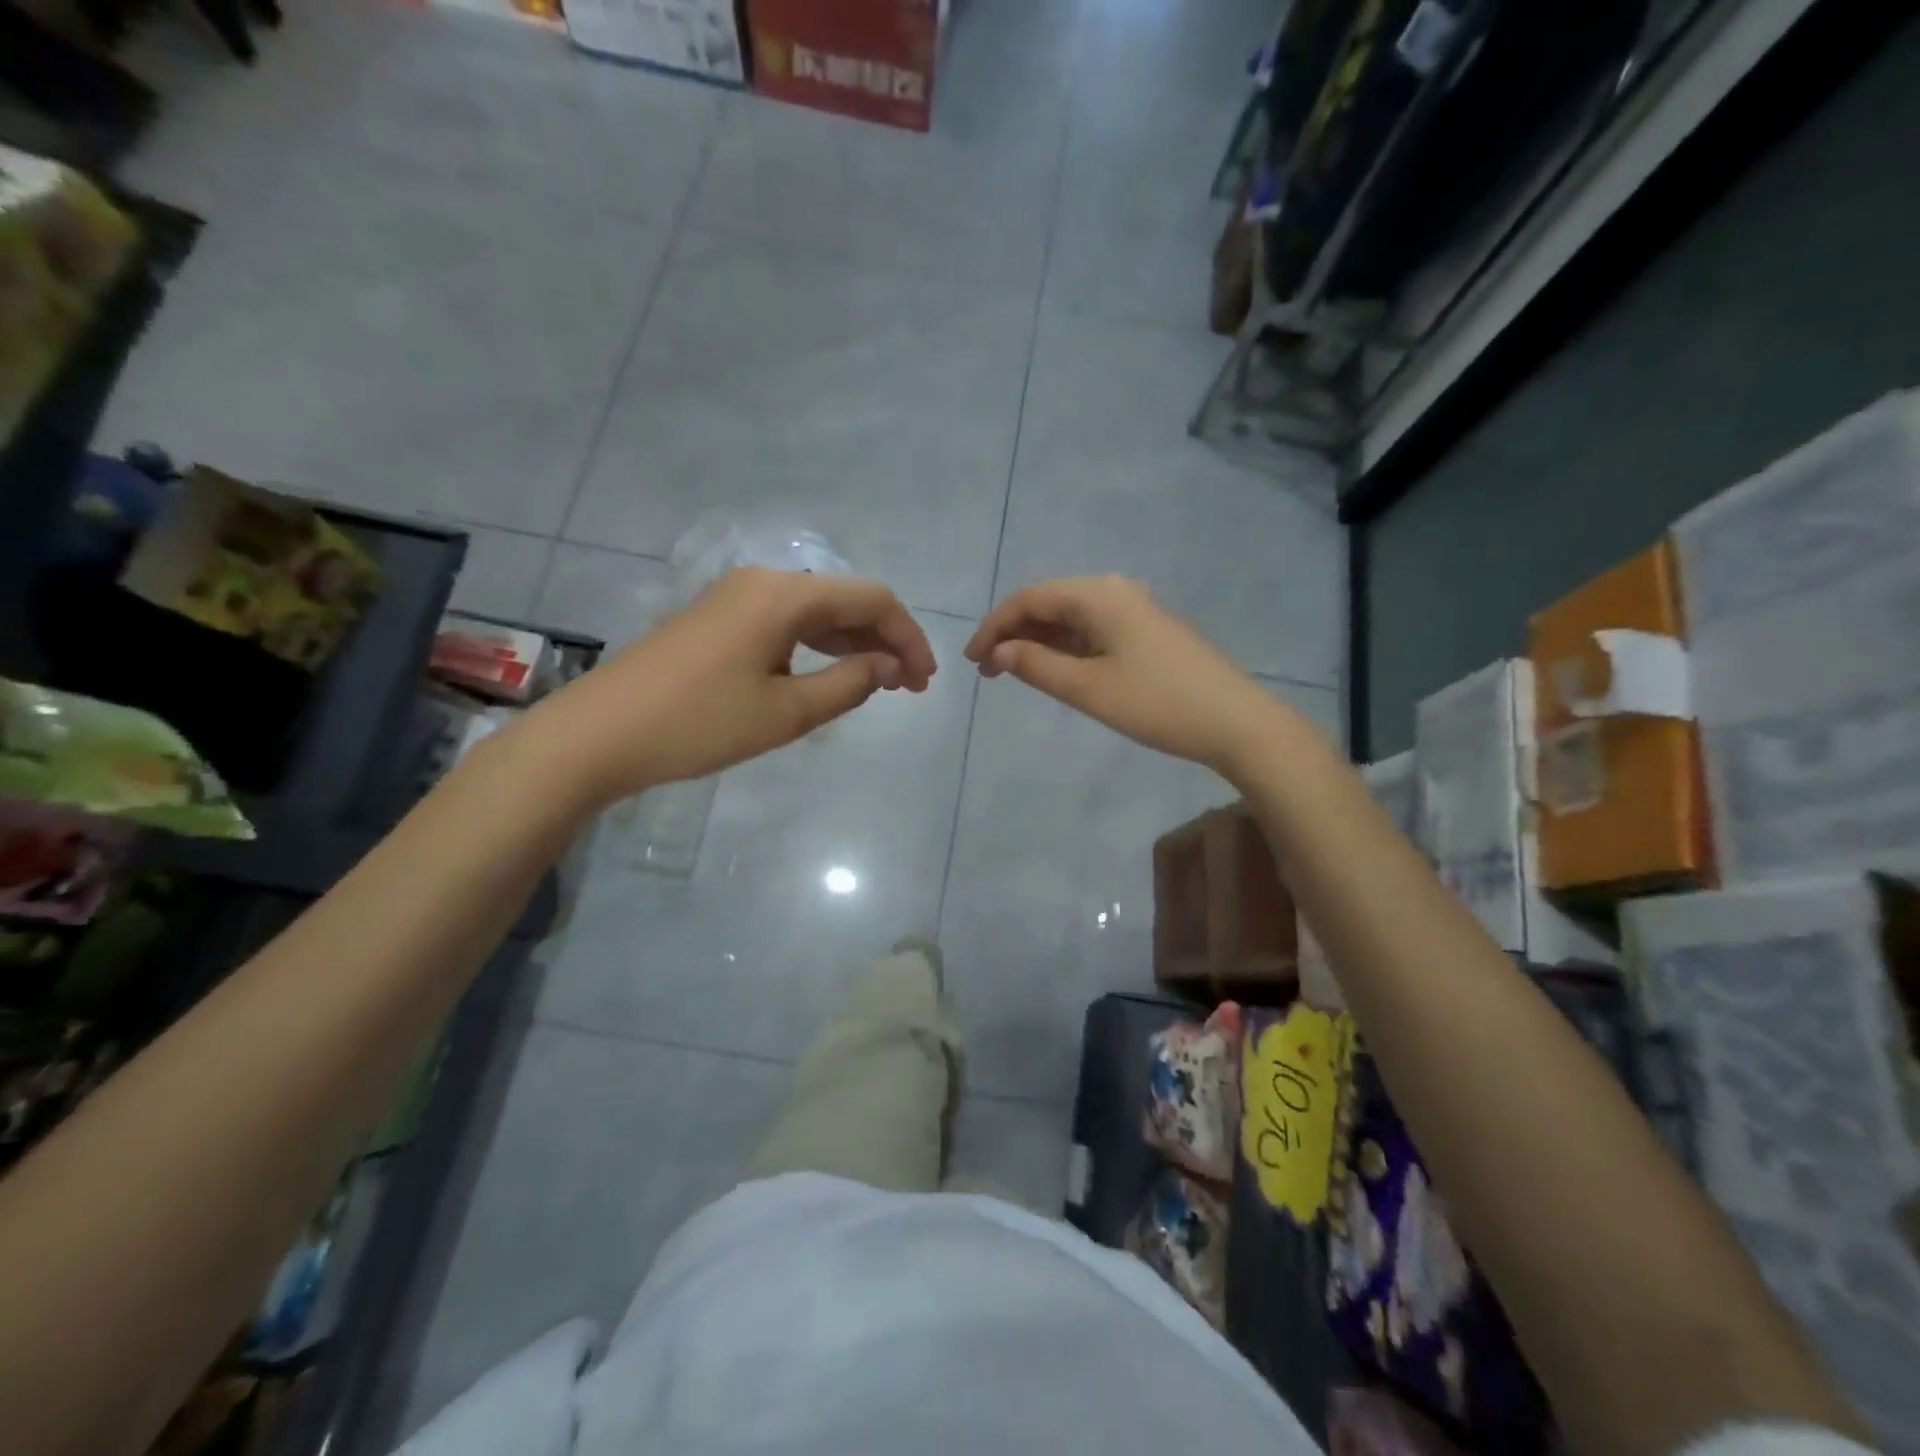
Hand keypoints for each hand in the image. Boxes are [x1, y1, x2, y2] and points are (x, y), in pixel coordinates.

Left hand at [526, 567, 934, 806]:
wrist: (599, 735)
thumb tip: (888, 667)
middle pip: (845, 600)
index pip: (871, 599)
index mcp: (785, 595)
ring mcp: (737, 598)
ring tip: (881, 685)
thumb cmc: (699, 724)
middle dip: (885, 640)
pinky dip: (819, 647)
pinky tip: (831, 674)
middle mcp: (764, 582)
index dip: (907, 637)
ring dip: (854, 644)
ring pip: (817, 612)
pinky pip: (787, 623)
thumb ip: (848, 684)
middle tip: (909, 688)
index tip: (925, 681)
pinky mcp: (720, 619)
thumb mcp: (786, 712)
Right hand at [964, 575, 1293, 775]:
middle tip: (989, 671)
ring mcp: (1135, 610)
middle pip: (1050, 603)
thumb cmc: (1157, 704)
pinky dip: (1067, 648)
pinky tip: (1055, 670)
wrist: (1236, 722)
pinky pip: (1093, 631)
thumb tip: (1001, 651)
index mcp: (1098, 594)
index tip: (972, 660)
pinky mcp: (1147, 632)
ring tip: (1013, 673)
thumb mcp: (1088, 689)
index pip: (1030, 599)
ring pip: (1071, 618)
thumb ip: (1037, 666)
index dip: (994, 627)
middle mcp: (1115, 591)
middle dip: (1014, 634)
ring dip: (1039, 642)